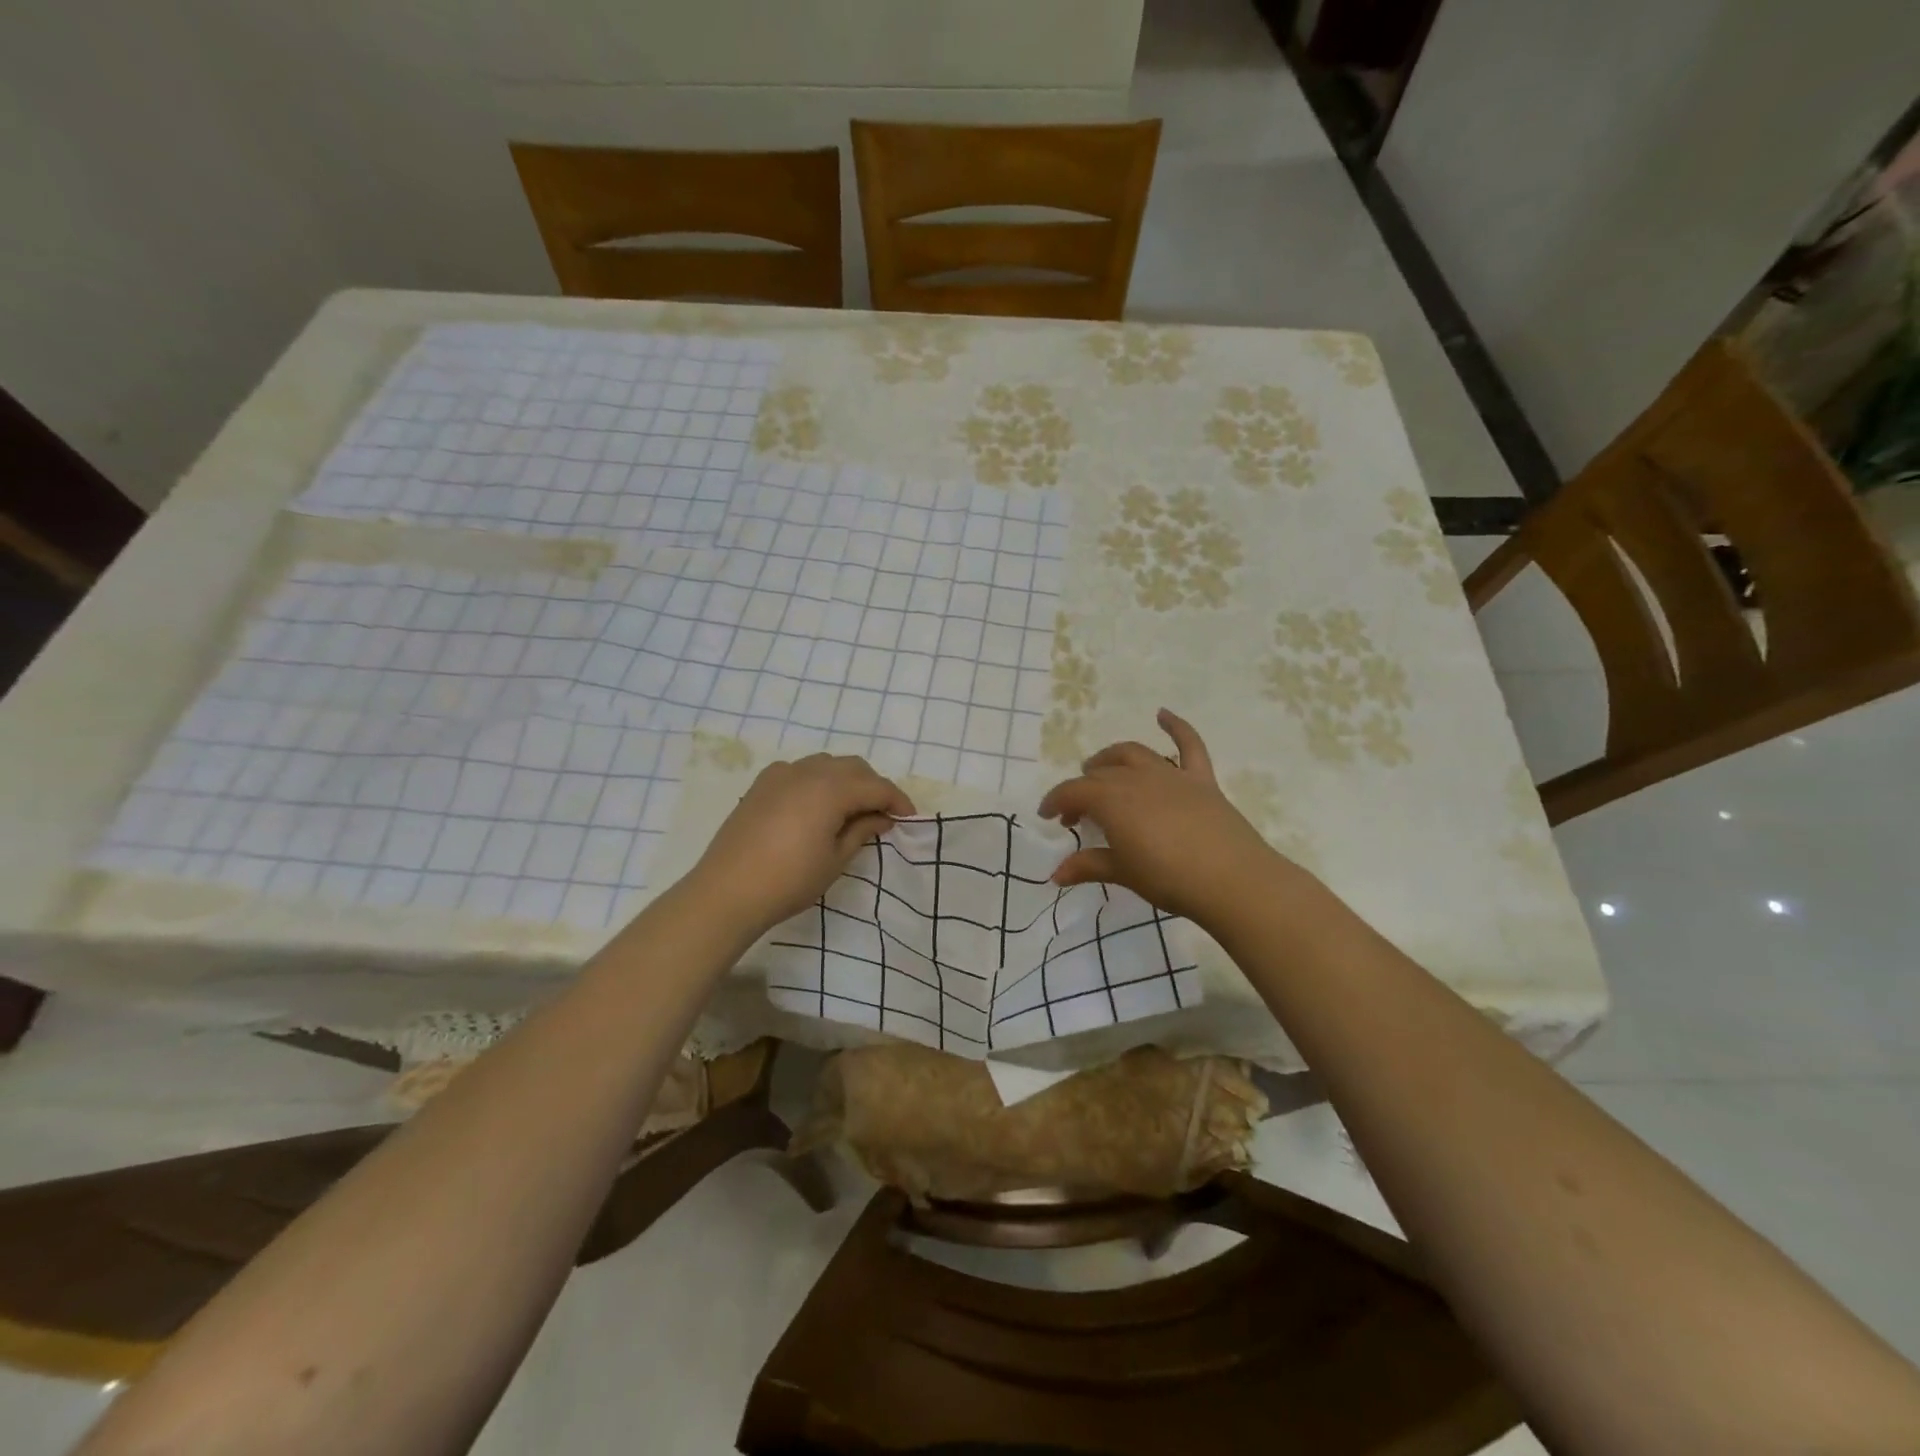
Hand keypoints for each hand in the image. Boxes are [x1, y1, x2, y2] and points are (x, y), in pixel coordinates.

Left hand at [685, 753, 915, 932]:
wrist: (727, 891)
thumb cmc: (789, 880)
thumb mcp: (835, 859)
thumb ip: (862, 831)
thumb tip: (882, 818)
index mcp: (832, 789)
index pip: (877, 786)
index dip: (898, 801)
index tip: (909, 819)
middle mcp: (808, 771)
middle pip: (854, 767)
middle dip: (873, 787)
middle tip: (882, 815)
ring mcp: (781, 774)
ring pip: (827, 764)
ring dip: (846, 780)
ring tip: (851, 809)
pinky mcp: (762, 784)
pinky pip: (800, 770)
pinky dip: (818, 780)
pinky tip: (816, 805)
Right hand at [1037, 709, 1294, 925]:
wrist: (1232, 881)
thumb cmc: (1169, 878)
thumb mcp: (1123, 874)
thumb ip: (1088, 866)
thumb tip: (1055, 874)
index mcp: (1113, 801)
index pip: (1074, 792)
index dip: (1056, 801)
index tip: (1048, 816)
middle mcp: (1137, 779)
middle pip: (1101, 774)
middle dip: (1082, 789)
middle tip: (1077, 814)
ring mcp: (1171, 775)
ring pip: (1133, 754)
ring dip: (1111, 758)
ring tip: (1100, 769)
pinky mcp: (1202, 780)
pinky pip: (1189, 744)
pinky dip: (1175, 726)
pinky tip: (1163, 714)